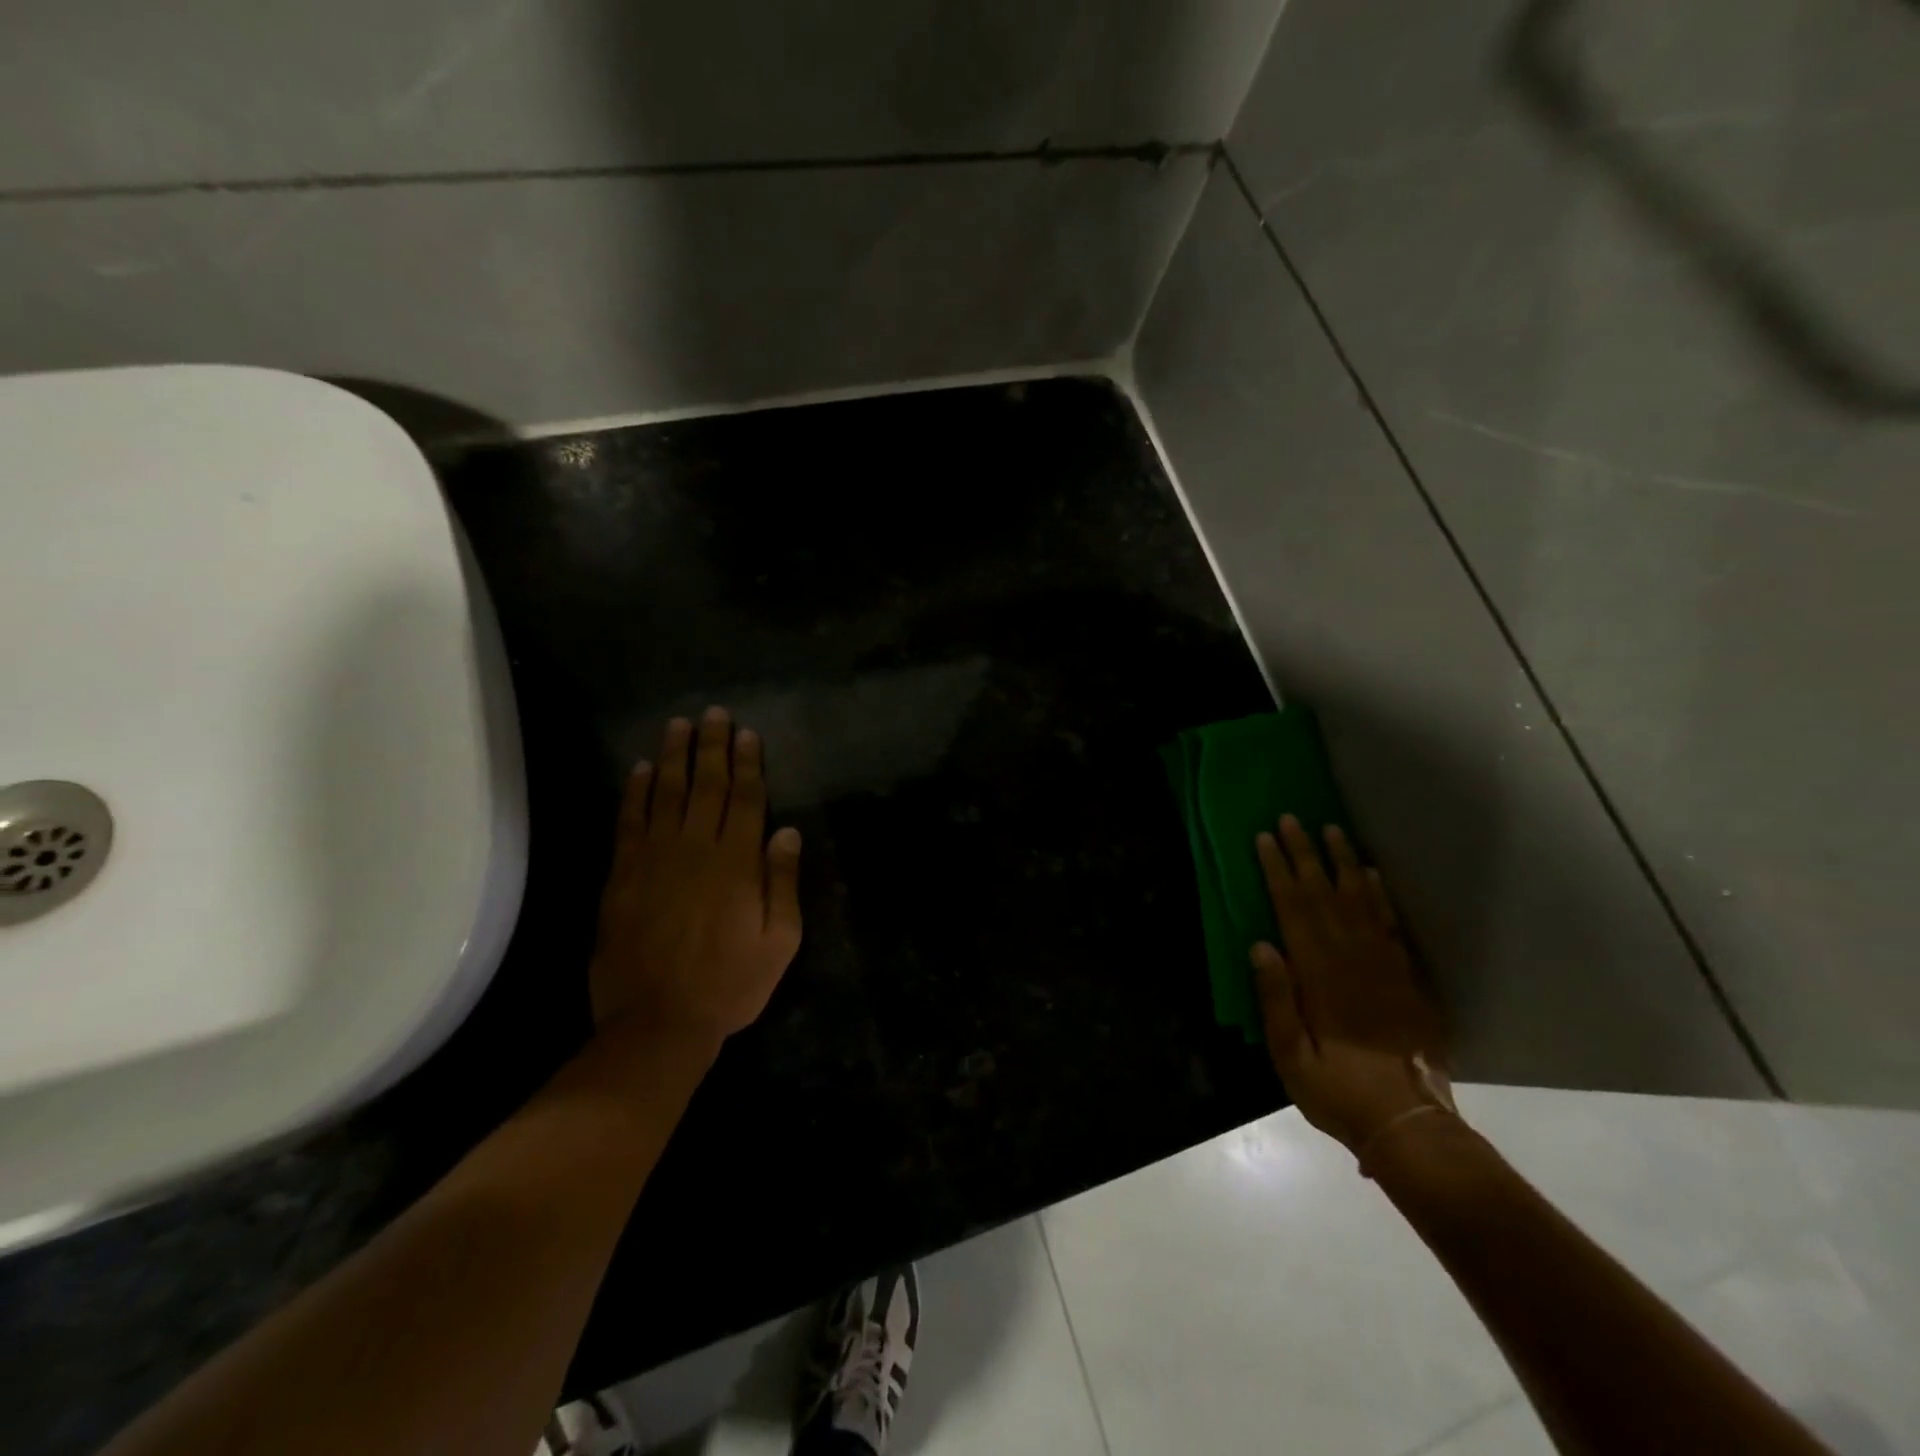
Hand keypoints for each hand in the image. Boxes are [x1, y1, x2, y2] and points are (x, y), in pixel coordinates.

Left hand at [590, 707, 803, 1046]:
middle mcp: (696, 849)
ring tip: (678, 725)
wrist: (657, 1023)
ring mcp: (654, 859)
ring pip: (665, 794)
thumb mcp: (780, 941)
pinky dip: (633, 792)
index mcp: (737, 863)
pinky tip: (638, 769)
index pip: (746, 799)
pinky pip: (628, 822)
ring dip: (673, 757)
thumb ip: (783, 882)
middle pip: (706, 786)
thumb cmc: (730, 984)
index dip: (748, 764)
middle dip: (712, 747)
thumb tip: (786, 831)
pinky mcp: (622, 876)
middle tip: (713, 713)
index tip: (747, 733)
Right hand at [1252, 817, 1451, 1158]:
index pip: (1293, 910)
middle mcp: (1352, 961)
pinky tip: (1372, 875)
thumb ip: (1276, 1000)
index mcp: (1319, 977)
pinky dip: (1380, 897)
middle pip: (1325, 896)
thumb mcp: (1291, 1057)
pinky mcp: (1408, 979)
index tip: (1265, 840)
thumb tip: (1260, 945)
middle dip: (1305, 854)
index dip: (1278, 872)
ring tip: (1332, 830)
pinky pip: (1391, 926)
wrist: (1410, 1125)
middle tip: (1292, 819)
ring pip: (1360, 902)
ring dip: (1344, 863)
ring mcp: (1385, 967)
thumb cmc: (1338, 1093)